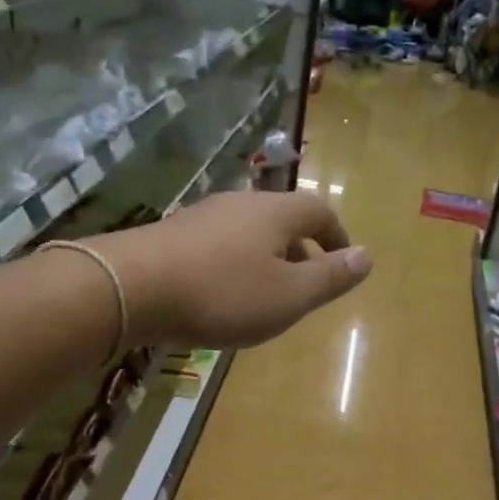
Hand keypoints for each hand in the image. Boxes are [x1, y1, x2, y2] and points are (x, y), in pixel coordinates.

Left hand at [98, 192, 371, 347]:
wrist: (131, 288)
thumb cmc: (222, 294)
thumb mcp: (288, 296)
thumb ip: (329, 278)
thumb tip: (367, 257)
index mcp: (276, 213)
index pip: (319, 211)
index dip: (337, 236)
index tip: (343, 262)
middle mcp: (241, 204)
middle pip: (282, 219)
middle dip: (301, 250)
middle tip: (306, 285)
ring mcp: (203, 216)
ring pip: (249, 233)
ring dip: (266, 259)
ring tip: (266, 296)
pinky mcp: (173, 234)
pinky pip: (219, 245)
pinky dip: (234, 266)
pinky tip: (221, 295)